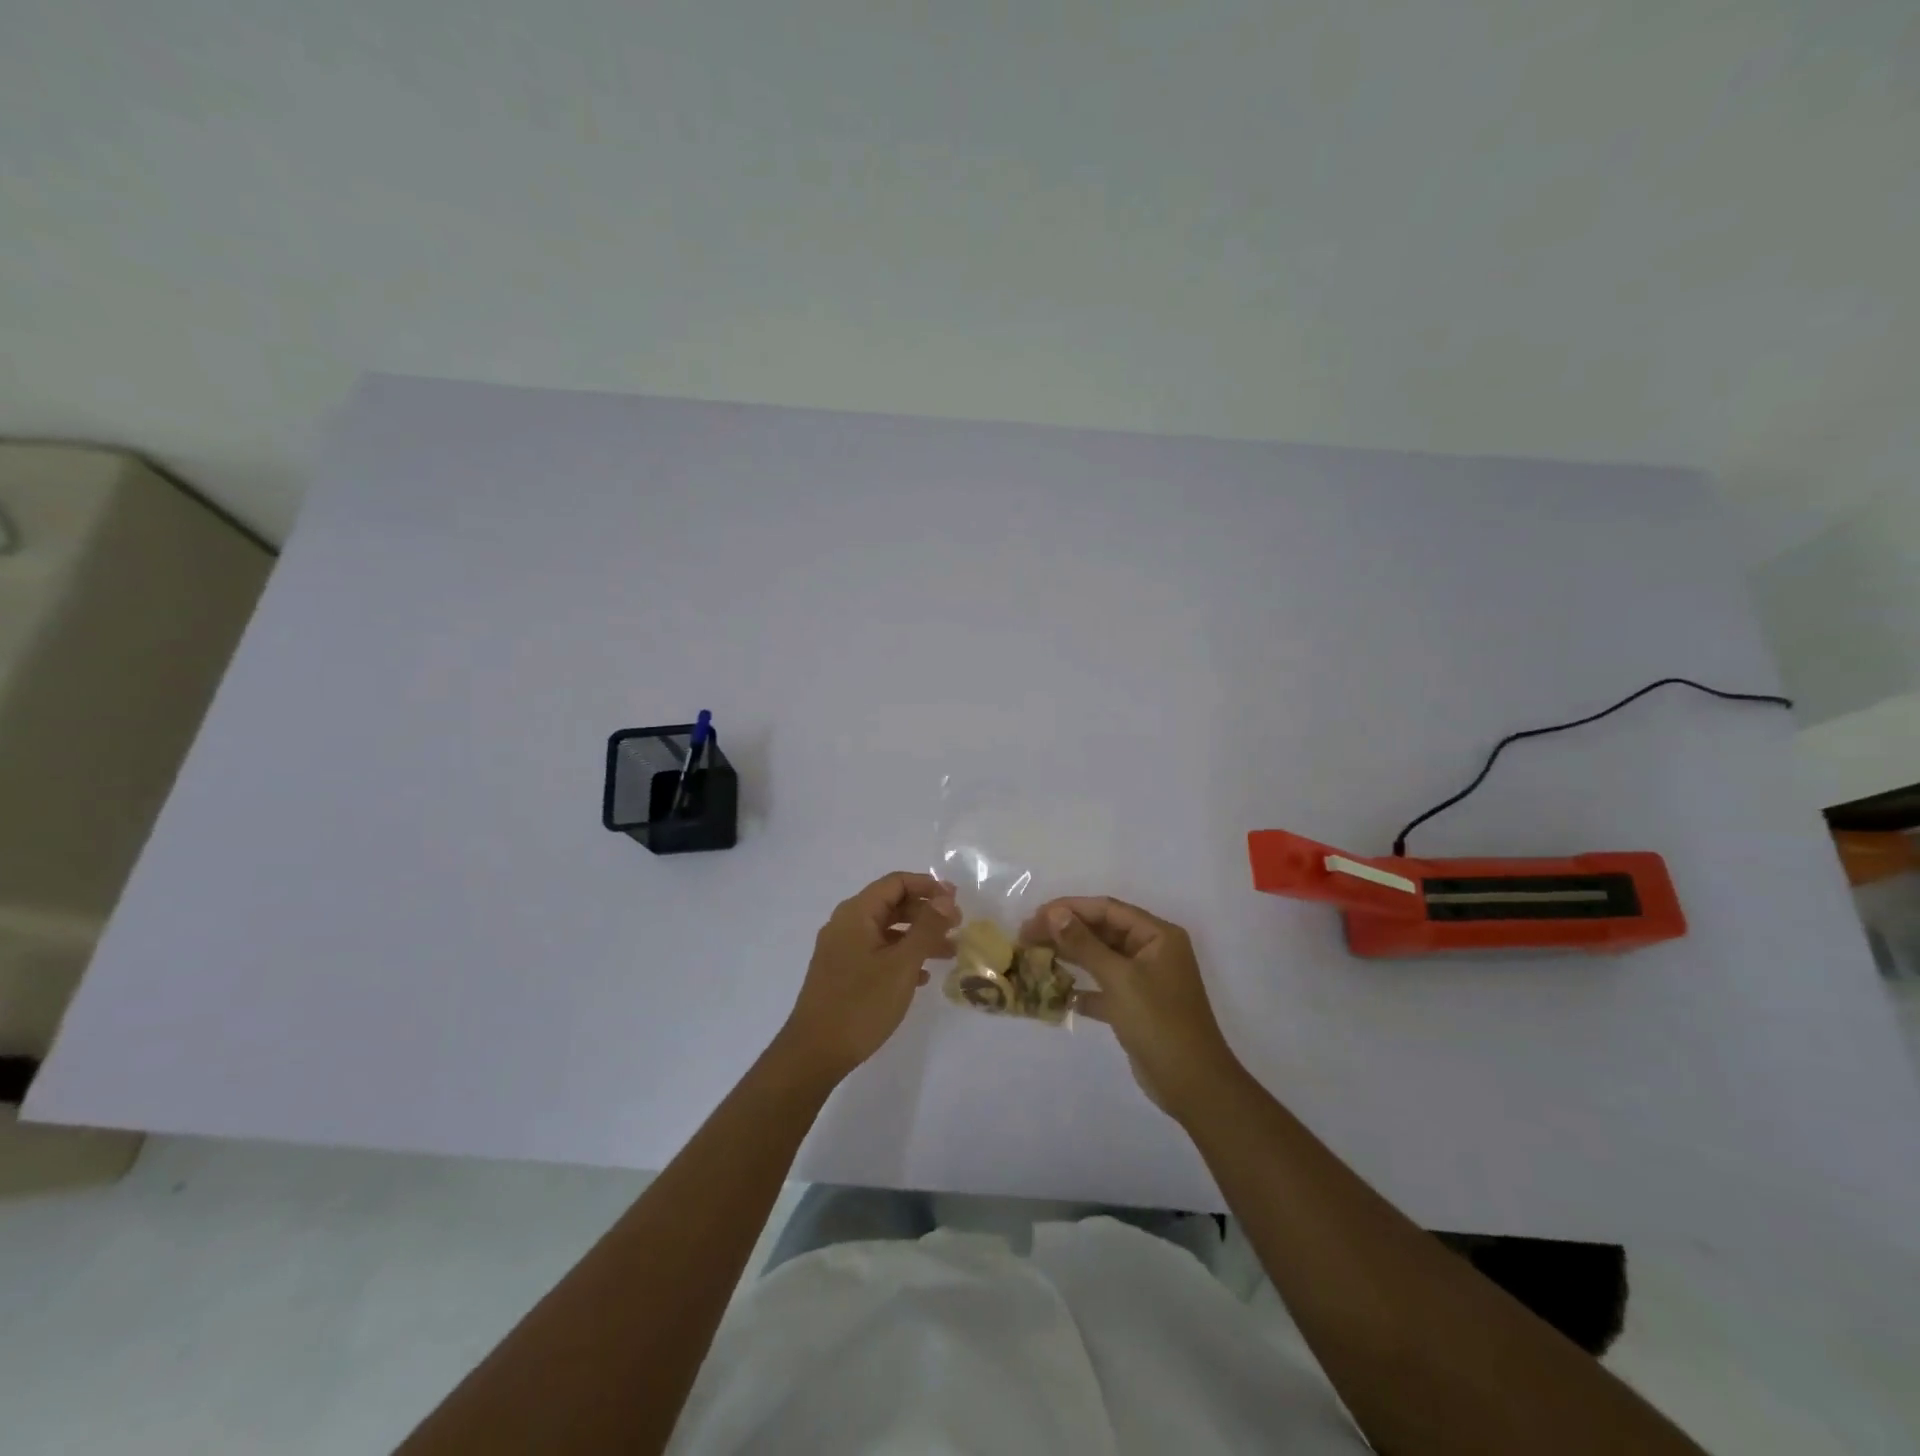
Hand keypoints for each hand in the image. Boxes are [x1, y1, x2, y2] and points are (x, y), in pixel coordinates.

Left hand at [775, 872, 957, 1084]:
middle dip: (926, 913)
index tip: (957, 901)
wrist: (814, 1053)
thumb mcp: (901, 964)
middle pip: (891, 904)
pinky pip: (876, 952)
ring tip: (948, 953)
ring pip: (886, 931)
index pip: (896, 882)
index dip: (928, 886)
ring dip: (917, 937)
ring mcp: (841, 949)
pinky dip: (901, 956)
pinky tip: (920, 977)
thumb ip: (926, 928)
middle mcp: (845, 924)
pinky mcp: (841, 972)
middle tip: (957, 927)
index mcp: (856, 913)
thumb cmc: (861, 1003)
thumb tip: (946, 899)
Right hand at [1023, 896, 1242, 1120]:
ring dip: (1070, 957)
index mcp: (1157, 936)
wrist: (1192, 1084)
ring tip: (1034, 957)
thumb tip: (1054, 913)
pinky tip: (1056, 993)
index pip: (1107, 909)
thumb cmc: (1159, 1022)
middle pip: (1103, 931)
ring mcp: (1145, 980)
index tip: (1035, 916)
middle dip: (1066, 932)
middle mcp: (1153, 951)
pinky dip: (1082, 989)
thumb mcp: (1119, 978)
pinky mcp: (1136, 1006)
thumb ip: (1084, 944)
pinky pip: (1104, 988)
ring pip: (1101, 958)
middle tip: (1027, 937)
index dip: (1070, 909)